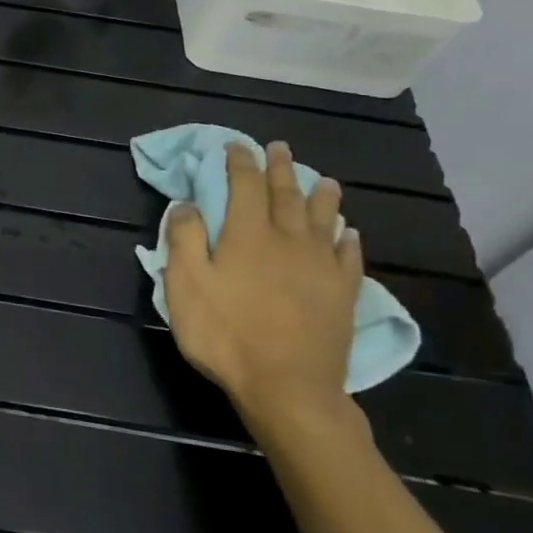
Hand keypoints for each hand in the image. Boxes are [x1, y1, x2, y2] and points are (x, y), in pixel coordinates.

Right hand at [163, 141, 363, 444]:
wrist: (287, 385)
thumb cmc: (226, 334)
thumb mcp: (185, 286)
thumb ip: (183, 240)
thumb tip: (187, 203)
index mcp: (247, 234)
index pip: (245, 185)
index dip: (239, 162)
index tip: (235, 146)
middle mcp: (288, 240)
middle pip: (287, 194)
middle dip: (281, 168)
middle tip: (280, 148)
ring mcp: (321, 266)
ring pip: (324, 218)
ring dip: (322, 195)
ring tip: (324, 180)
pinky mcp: (342, 292)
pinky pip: (348, 255)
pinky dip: (346, 238)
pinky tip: (348, 232)